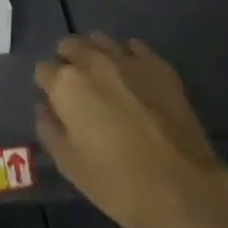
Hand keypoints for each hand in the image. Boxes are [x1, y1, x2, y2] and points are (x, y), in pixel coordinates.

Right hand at [35, 34, 227, 227]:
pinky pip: (135, 46)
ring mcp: (128, 60)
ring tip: (103, 79)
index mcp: (66, 85)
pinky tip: (133, 78)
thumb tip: (43, 108)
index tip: (55, 105)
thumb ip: (49, 130)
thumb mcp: (71, 166)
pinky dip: (128, 55)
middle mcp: (93, 61)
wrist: (184, 187)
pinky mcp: (159, 66)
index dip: (46, 87)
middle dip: (67, 62)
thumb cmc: (119, 182)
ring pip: (100, 39)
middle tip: (77, 91)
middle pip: (69, 45)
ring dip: (95, 53)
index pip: (43, 70)